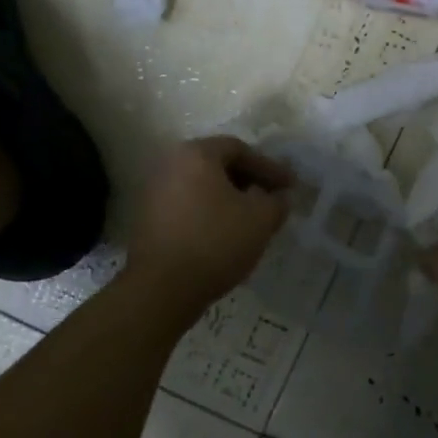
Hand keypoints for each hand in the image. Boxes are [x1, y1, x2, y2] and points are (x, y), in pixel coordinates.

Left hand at [128, 136, 292, 307]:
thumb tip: (278, 197)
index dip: (269, 167)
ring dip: (229, 198)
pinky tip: (225, 234)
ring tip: (251, 219)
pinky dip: (209, 212)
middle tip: (272, 199)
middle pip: (218, 165)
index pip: (240, 149)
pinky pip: (187, 205)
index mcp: (196, 154)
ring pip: (202, 186)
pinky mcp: (147, 218)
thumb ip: (276, 202)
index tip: (289, 187)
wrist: (162, 288)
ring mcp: (154, 191)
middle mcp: (170, 164)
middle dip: (249, 181)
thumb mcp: (260, 220)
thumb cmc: (215, 242)